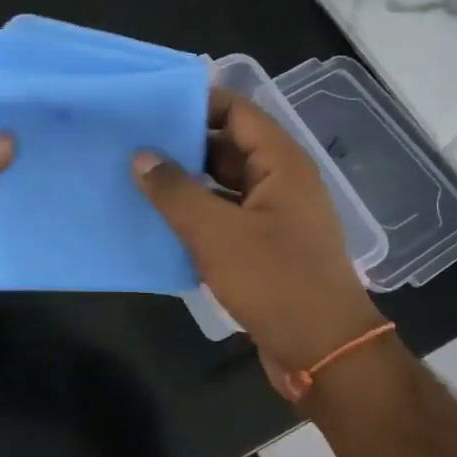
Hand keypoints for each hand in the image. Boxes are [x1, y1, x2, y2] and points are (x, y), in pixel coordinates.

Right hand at [132, 88, 384, 401]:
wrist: (324, 353)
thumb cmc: (275, 282)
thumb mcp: (217, 233)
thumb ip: (176, 191)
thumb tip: (141, 156)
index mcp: (281, 163)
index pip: (237, 112)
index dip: (198, 103)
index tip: (152, 105)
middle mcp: (281, 182)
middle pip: (228, 147)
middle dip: (184, 144)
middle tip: (132, 142)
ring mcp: (274, 217)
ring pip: (224, 185)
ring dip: (187, 183)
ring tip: (136, 178)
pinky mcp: (265, 248)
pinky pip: (225, 218)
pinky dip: (197, 216)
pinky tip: (159, 222)